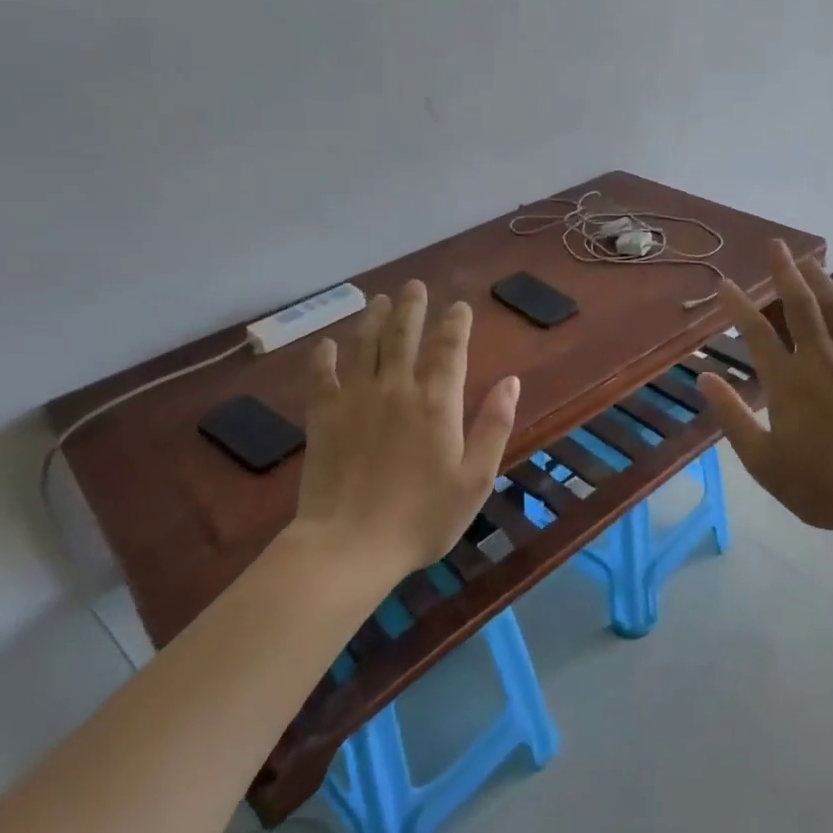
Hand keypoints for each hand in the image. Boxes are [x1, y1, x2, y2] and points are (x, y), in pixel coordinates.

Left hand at [293, 280, 519, 577]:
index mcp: (437, 402)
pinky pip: (322, 376)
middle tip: (415, 286)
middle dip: (412, 307)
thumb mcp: (475, 479)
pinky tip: (326, 345)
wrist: (350, 546)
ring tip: (380, 300)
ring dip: (373, 318)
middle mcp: (396, 388)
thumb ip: (494, 425)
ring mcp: (356, 399)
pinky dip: (324, 357)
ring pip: (366, 345)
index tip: (459, 306)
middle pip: (404, 334)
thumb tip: (510, 381)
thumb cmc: (422, 517)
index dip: (455, 323)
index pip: (448, 348)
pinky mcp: (323, 417)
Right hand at [698, 240, 832, 542]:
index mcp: (788, 382)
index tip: (724, 284)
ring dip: (821, 280)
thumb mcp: (763, 461)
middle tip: (775, 245)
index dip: (738, 304)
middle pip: (800, 305)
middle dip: (784, 272)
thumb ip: (732, 416)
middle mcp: (821, 360)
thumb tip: (705, 378)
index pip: (756, 332)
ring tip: (808, 260)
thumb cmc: (819, 484)